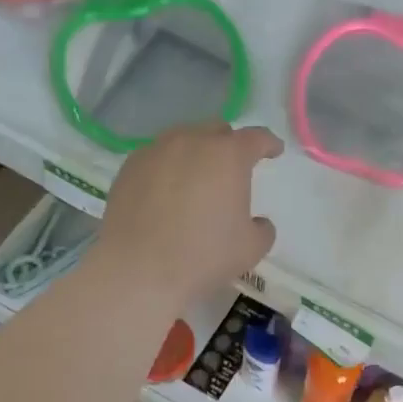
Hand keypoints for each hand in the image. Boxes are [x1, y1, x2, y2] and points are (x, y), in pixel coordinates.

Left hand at [93, 122, 282, 307]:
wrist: (138, 270)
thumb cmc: (203, 257)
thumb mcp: (251, 249)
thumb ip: (262, 229)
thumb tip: (257, 222)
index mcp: (228, 156)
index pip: (256, 138)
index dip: (268, 143)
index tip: (273, 151)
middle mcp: (191, 142)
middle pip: (216, 131)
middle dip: (229, 144)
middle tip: (232, 168)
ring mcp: (155, 151)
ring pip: (182, 140)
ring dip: (195, 153)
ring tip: (196, 178)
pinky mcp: (129, 168)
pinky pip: (156, 158)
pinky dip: (167, 168)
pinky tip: (165, 192)